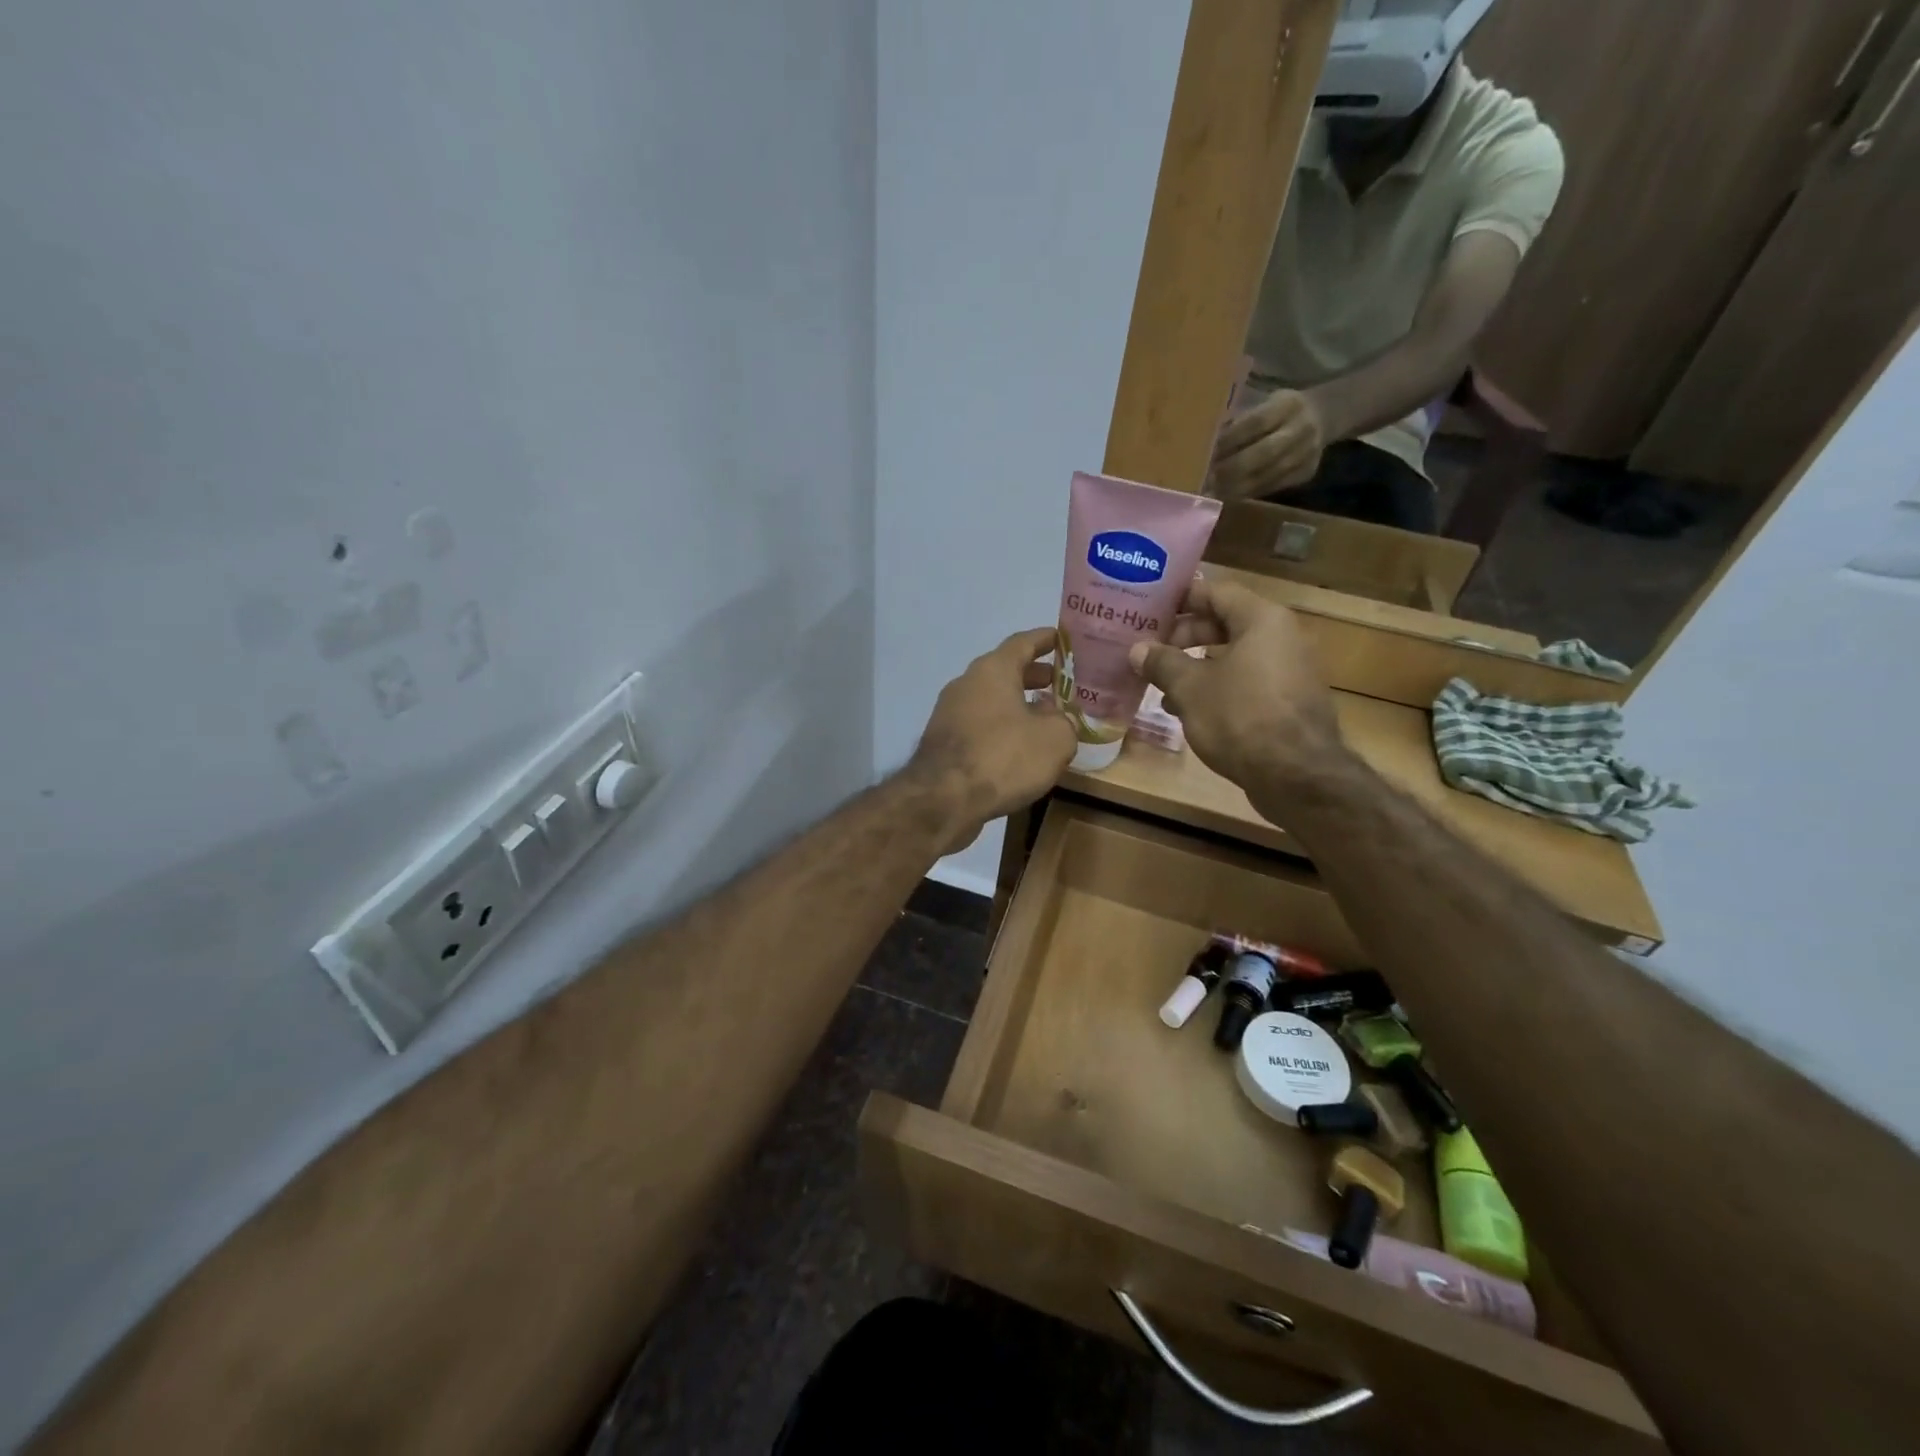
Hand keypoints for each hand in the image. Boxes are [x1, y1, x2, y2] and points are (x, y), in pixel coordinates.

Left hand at [909, 627, 1075, 852]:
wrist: (944, 799)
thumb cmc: (1004, 757)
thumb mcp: (1055, 739)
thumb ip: (1064, 722)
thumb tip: (1056, 720)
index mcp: (993, 670)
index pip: (1022, 642)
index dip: (1044, 639)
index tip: (1062, 639)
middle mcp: (966, 683)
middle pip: (1004, 671)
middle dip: (1033, 675)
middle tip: (1059, 683)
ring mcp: (949, 712)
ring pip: (990, 699)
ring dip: (1017, 704)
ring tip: (1044, 719)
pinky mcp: (942, 741)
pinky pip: (979, 724)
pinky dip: (1000, 727)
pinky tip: (1018, 748)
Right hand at [1127, 579, 1347, 807]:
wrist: (1296, 775)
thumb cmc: (1240, 716)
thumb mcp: (1190, 688)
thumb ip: (1162, 663)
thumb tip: (1137, 649)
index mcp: (1262, 620)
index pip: (1216, 591)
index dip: (1180, 599)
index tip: (1149, 610)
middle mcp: (1282, 637)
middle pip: (1225, 623)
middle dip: (1184, 637)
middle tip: (1150, 651)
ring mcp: (1290, 671)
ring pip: (1234, 657)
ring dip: (1196, 667)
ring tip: (1161, 686)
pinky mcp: (1289, 702)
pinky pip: (1247, 682)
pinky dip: (1218, 688)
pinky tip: (1189, 712)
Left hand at [1210, 388, 1326, 499]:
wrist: (1323, 417)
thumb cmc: (1280, 410)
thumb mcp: (1266, 402)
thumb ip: (1243, 420)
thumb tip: (1208, 444)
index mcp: (1289, 404)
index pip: (1257, 423)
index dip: (1230, 439)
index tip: (1206, 453)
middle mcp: (1302, 428)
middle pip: (1265, 452)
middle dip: (1233, 468)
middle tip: (1207, 479)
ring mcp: (1308, 453)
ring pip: (1269, 475)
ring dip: (1237, 486)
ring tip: (1213, 492)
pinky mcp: (1306, 473)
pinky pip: (1273, 486)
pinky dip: (1249, 492)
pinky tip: (1230, 495)